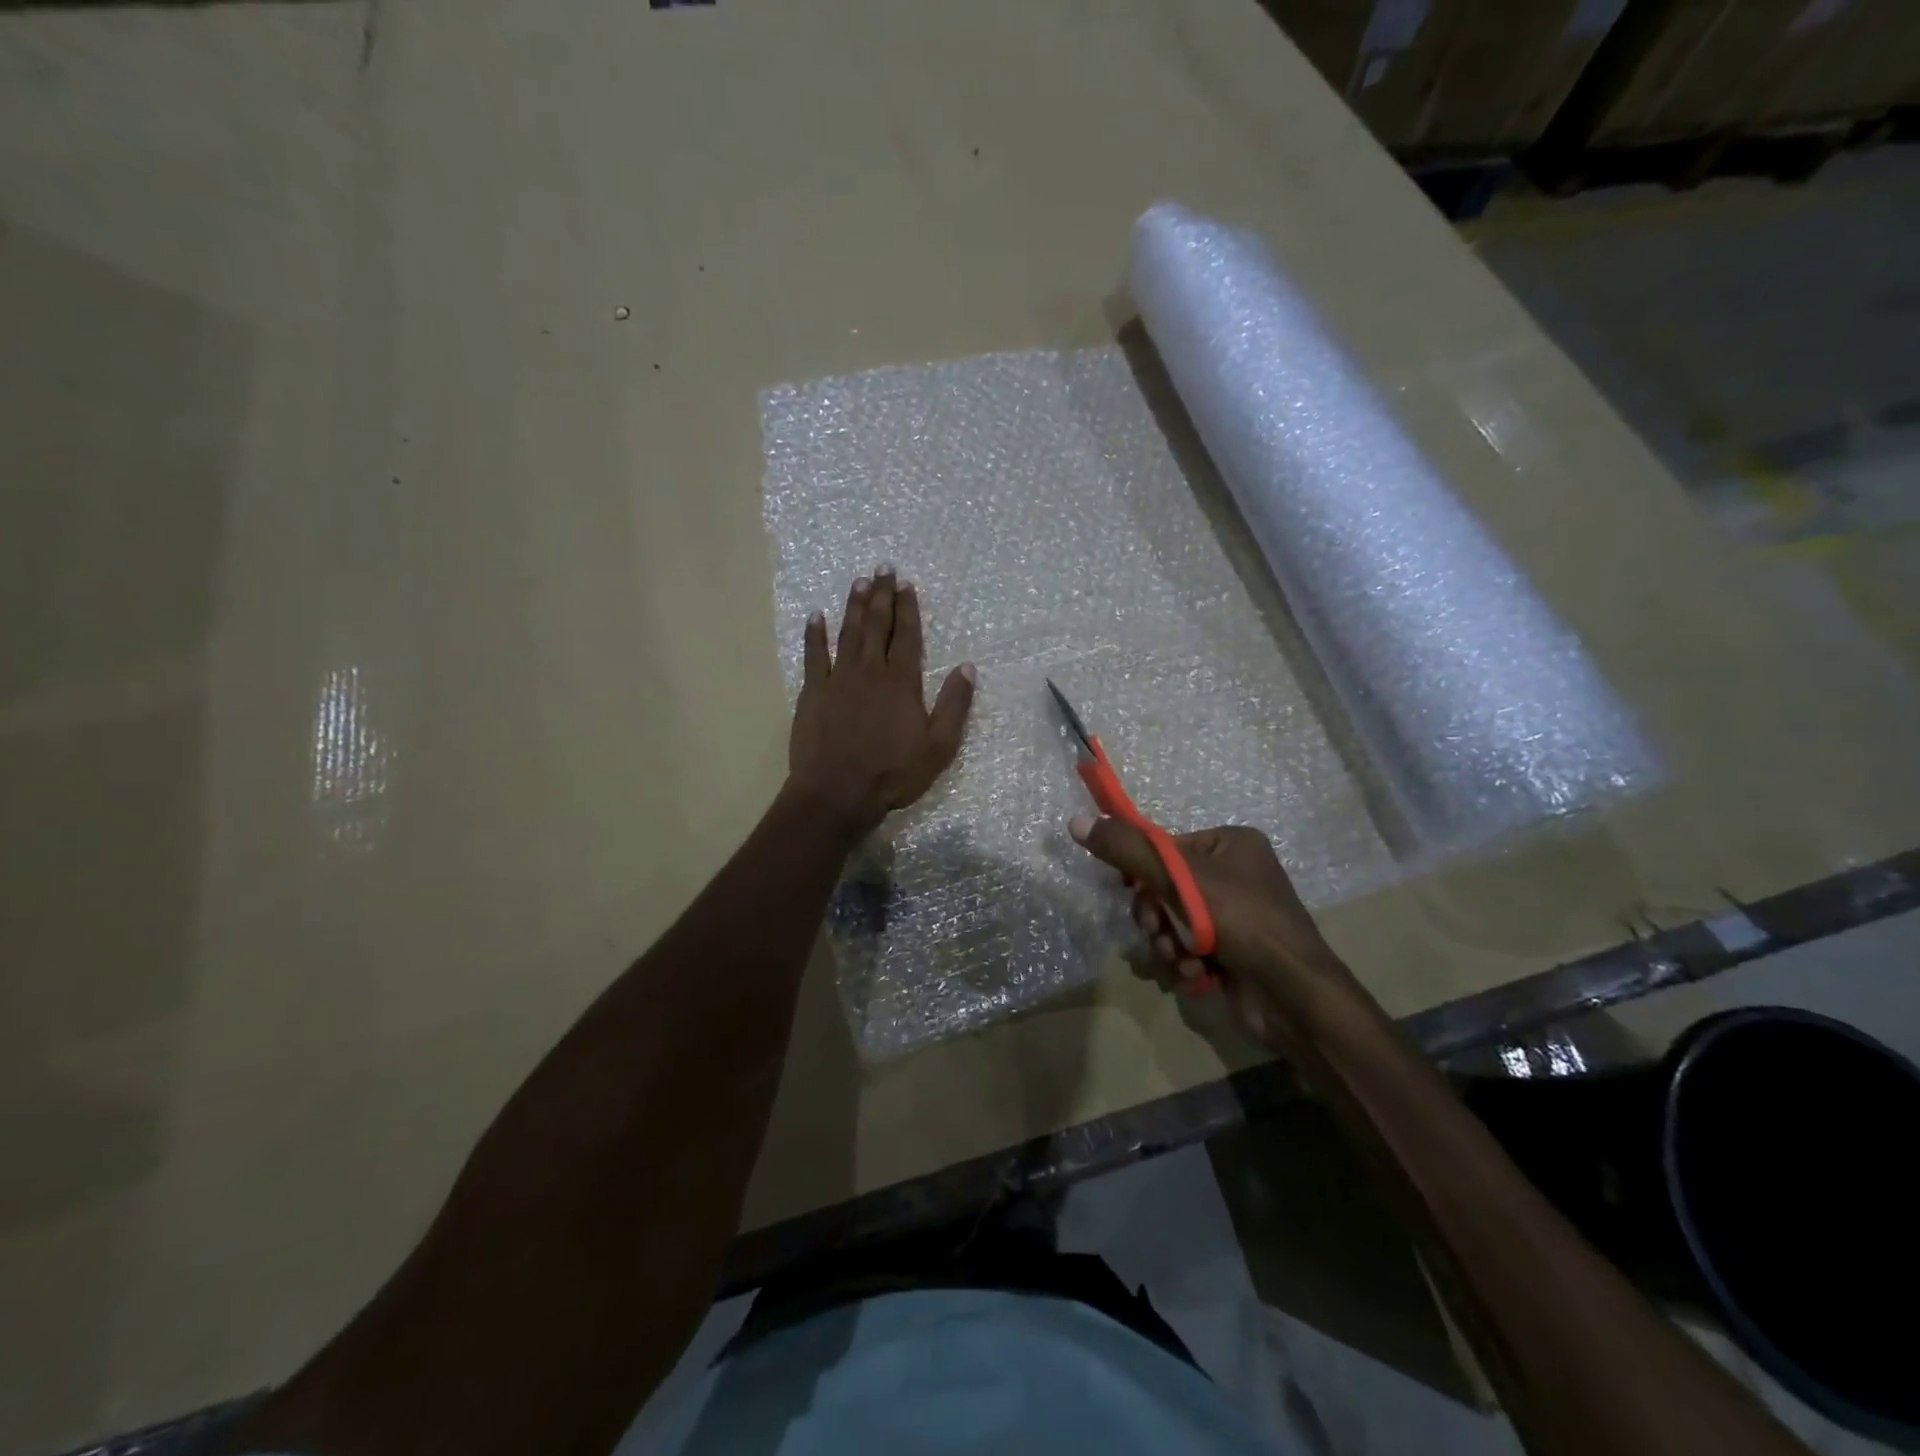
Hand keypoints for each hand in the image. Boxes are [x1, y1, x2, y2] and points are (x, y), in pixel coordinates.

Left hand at [788, 567, 975, 833]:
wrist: (837, 792)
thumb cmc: (892, 774)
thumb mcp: (938, 746)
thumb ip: (954, 705)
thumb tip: (968, 667)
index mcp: (901, 682)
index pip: (907, 636)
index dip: (908, 608)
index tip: (907, 585)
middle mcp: (870, 671)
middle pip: (877, 625)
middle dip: (882, 595)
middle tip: (883, 568)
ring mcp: (838, 679)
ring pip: (848, 632)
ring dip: (854, 606)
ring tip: (859, 582)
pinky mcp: (813, 692)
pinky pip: (814, 655)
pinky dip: (814, 634)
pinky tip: (815, 616)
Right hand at [1069, 816, 1348, 1043]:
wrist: (1291, 994)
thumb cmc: (1239, 919)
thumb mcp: (1178, 877)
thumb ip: (1126, 849)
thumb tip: (1076, 821)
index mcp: (1232, 843)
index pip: (1167, 848)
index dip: (1143, 871)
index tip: (1132, 892)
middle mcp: (1237, 874)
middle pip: (1167, 886)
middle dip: (1156, 914)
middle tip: (1157, 930)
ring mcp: (1238, 915)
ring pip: (1175, 921)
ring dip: (1167, 941)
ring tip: (1178, 957)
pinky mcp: (1235, 951)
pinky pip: (1191, 946)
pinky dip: (1185, 960)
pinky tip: (1194, 973)